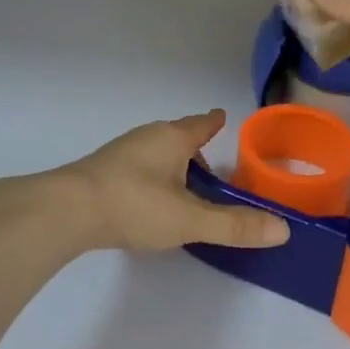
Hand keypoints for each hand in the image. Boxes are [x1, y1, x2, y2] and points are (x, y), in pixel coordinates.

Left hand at [51, 111, 289, 253]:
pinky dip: (150, 178)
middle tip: (210, 173)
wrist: (66, 211)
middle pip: (178, 137)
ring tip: (182, 192)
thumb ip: (234, 226)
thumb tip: (283, 230)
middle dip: (194, 150)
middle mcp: (147, 136)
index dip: (214, 122)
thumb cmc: (134, 205)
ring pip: (155, 152)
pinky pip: (136, 168)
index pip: (202, 124)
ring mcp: (121, 152)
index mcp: (172, 138)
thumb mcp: (189, 220)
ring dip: (171, 166)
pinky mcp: (101, 171)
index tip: (222, 117)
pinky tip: (147, 202)